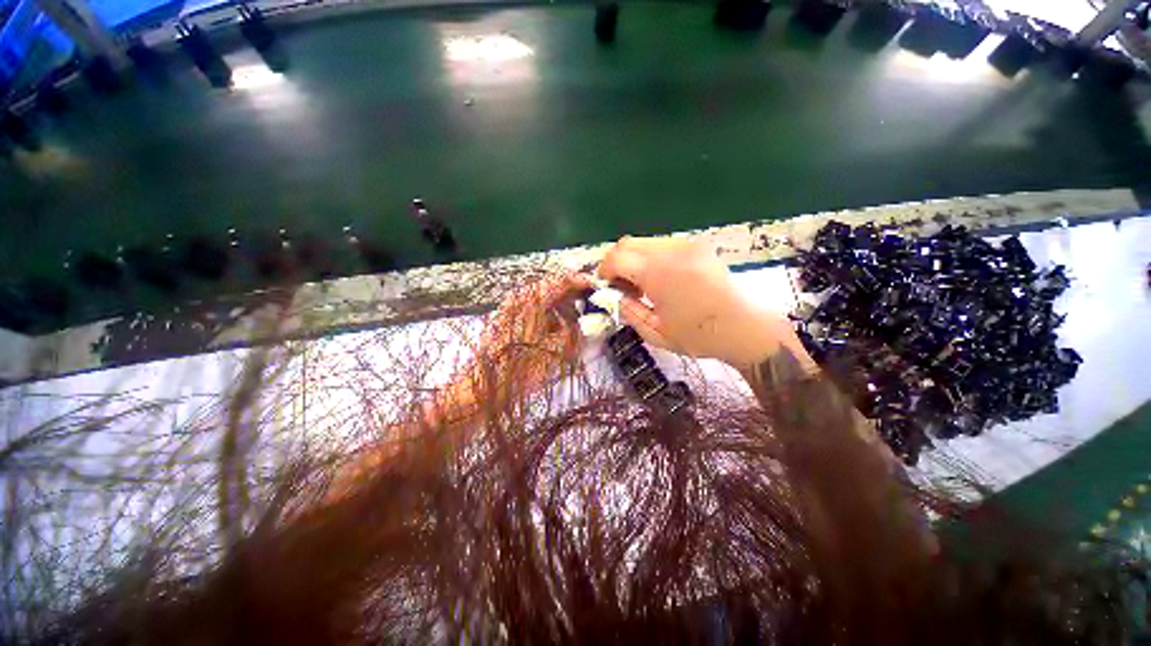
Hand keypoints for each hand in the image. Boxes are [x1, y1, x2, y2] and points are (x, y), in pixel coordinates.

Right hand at [598, 236, 813, 370]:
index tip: (605, 286)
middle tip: (621, 285)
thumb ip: (628, 311)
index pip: (617, 257)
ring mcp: (687, 245)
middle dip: (616, 262)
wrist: (744, 328)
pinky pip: (662, 245)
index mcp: (658, 273)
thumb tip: (615, 295)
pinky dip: (651, 257)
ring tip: (642, 284)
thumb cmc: (698, 336)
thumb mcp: (654, 332)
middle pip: (627, 243)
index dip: (604, 270)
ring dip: (634, 259)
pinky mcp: (697, 245)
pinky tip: (660, 278)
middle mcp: (671, 251)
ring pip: (645, 242)